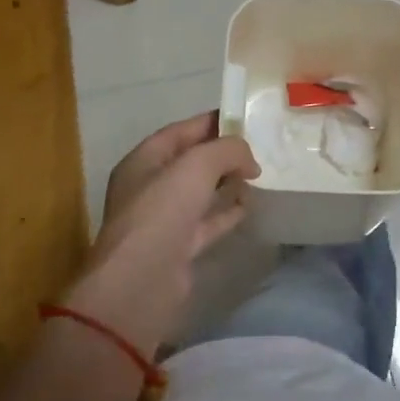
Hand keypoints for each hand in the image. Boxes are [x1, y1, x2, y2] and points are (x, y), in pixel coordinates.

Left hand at [65, 112, 258, 358]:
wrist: (141, 282)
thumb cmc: (162, 212)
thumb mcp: (197, 165)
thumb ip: (227, 150)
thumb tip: (249, 161)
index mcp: (143, 161)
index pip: (180, 131)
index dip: (212, 122)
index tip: (244, 118)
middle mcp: (150, 187)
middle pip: (191, 161)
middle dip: (222, 153)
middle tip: (257, 147)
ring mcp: (164, 219)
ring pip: (200, 192)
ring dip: (226, 182)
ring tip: (258, 173)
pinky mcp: (179, 247)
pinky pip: (208, 221)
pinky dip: (227, 212)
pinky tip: (250, 205)